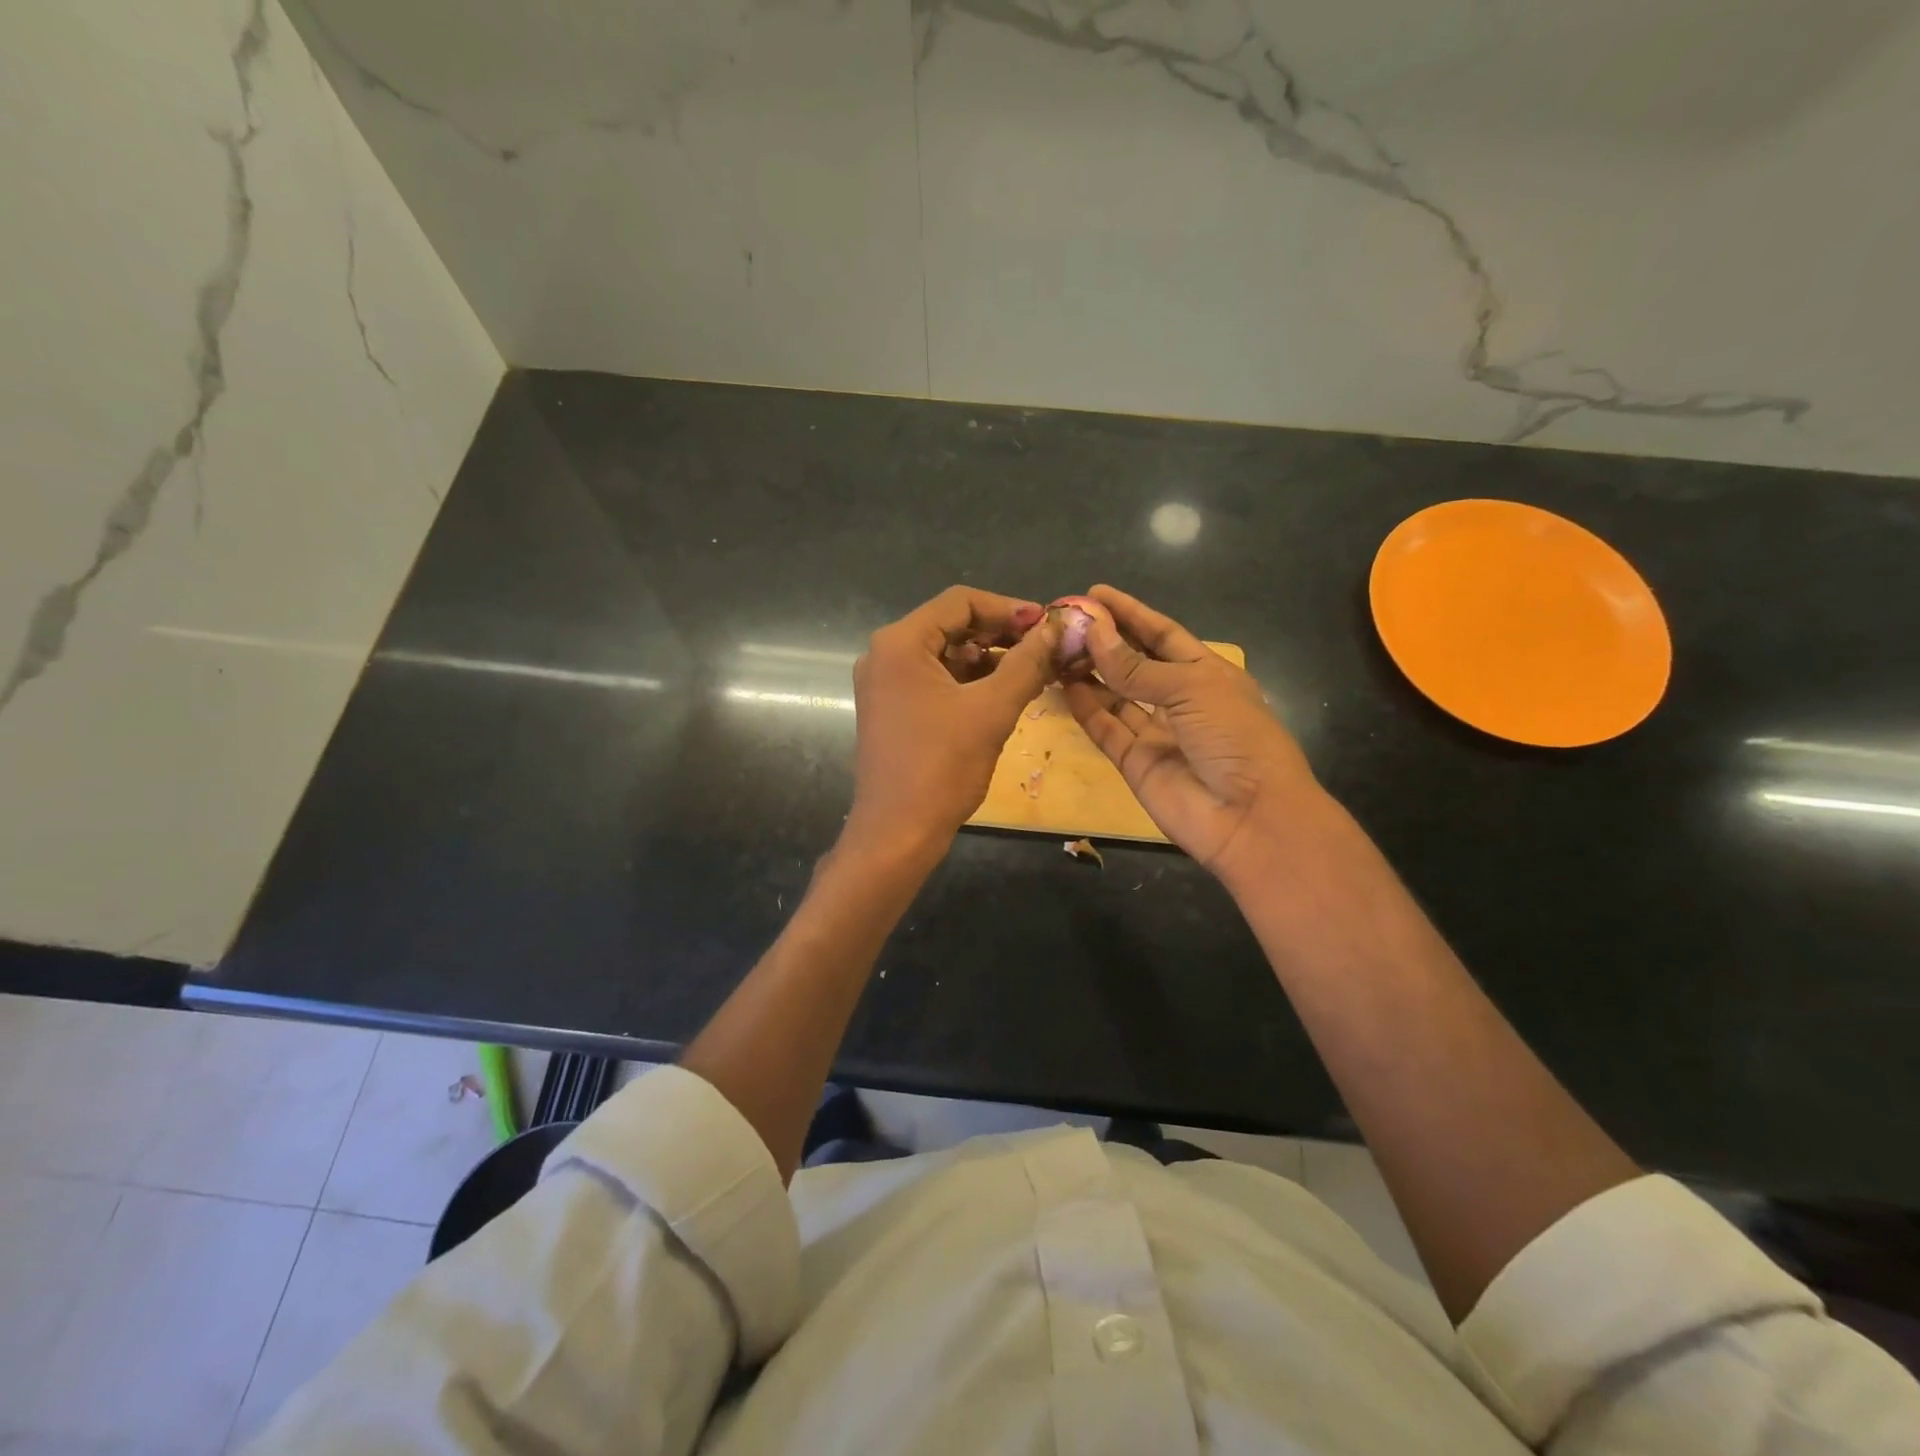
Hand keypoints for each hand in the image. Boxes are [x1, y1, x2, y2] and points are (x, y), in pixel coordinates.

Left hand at [847, 586, 1057, 857]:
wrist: (897, 833)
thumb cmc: (942, 767)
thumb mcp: (992, 710)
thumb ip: (1027, 663)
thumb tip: (1057, 630)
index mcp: (900, 643)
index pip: (960, 602)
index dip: (1008, 608)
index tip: (1047, 625)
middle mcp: (885, 654)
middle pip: (951, 624)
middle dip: (1001, 633)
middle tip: (1045, 648)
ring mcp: (885, 683)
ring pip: (946, 654)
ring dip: (989, 658)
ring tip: (1034, 670)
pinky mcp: (892, 709)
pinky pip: (936, 680)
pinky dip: (970, 681)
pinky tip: (1005, 692)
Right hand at [1061, 585, 1322, 886]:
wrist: (1249, 818)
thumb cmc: (1235, 738)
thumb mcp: (1191, 689)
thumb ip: (1136, 666)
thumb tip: (1093, 631)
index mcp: (1207, 674)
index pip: (1162, 635)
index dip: (1131, 614)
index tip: (1095, 593)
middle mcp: (1180, 700)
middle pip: (1135, 663)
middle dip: (1104, 641)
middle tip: (1065, 622)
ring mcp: (1157, 732)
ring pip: (1115, 695)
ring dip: (1089, 672)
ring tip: (1056, 649)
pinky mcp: (1135, 762)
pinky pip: (1106, 728)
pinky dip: (1085, 707)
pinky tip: (1063, 684)